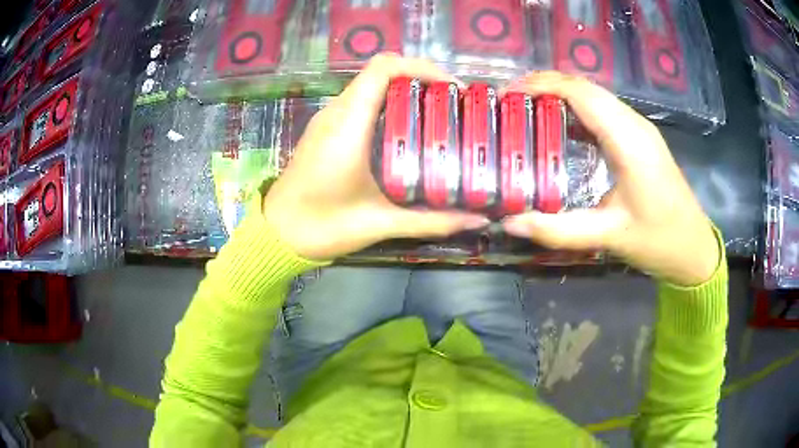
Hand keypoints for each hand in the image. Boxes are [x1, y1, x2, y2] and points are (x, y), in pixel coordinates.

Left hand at [262, 54, 489, 260]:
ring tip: (435, 115)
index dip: (421, 66)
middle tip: (451, 104)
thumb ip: (431, 221)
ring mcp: (326, 120)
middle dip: (419, 79)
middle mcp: (336, 113)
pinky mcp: (323, 131)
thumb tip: (478, 220)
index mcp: (348, 125)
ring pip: (368, 86)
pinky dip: (386, 105)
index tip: (450, 87)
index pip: (383, 68)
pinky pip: (358, 102)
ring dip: (403, 91)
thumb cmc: (321, 227)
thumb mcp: (379, 224)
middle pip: (380, 73)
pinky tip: (404, 132)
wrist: (274, 235)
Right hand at [501, 72, 719, 285]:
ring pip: (594, 95)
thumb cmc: (659, 240)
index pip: (580, 93)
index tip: (506, 94)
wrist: (694, 247)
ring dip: (559, 94)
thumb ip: (559, 230)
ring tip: (526, 109)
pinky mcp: (640, 137)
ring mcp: (639, 128)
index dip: (541, 85)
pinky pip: (603, 110)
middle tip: (509, 102)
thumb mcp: (609, 237)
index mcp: (629, 141)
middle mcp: (634, 124)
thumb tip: (510, 223)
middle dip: (544, 85)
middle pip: (585, 87)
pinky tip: (559, 126)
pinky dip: (575, 108)